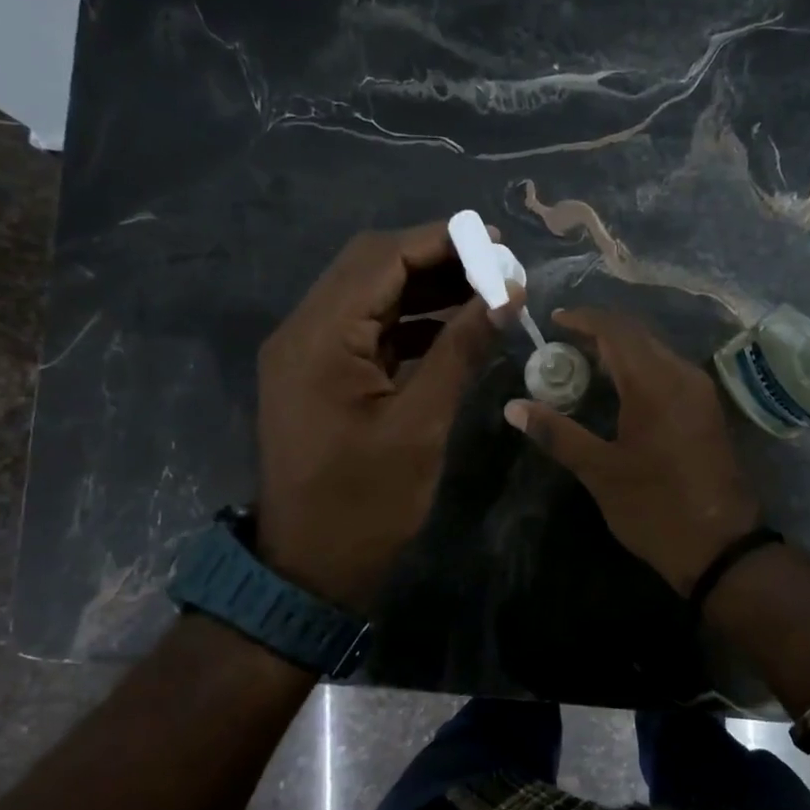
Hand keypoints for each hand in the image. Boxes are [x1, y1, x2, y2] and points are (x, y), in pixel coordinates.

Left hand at [256, 223, 509, 612]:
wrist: (311, 567)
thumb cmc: (366, 504)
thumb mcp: (421, 425)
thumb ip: (461, 351)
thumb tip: (505, 295)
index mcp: (319, 338)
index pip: (381, 258)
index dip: (443, 242)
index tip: (500, 246)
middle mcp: (303, 331)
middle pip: (370, 267)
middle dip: (436, 260)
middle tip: (496, 268)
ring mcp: (307, 353)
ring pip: (369, 296)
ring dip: (424, 289)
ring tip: (485, 293)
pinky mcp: (318, 375)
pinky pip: (366, 331)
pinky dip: (409, 323)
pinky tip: (454, 330)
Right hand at [503, 307, 760, 594]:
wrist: (720, 546)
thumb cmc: (655, 507)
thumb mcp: (600, 471)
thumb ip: (557, 433)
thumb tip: (513, 408)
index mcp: (655, 384)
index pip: (616, 330)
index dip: (584, 319)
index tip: (553, 322)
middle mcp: (682, 376)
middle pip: (638, 335)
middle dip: (600, 332)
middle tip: (562, 345)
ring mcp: (699, 392)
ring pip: (655, 352)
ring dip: (620, 350)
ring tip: (582, 364)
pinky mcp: (705, 410)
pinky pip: (668, 371)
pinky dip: (639, 368)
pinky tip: (617, 389)